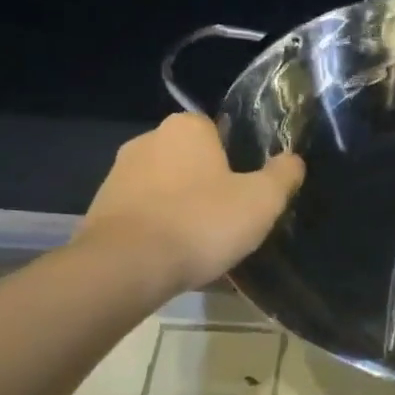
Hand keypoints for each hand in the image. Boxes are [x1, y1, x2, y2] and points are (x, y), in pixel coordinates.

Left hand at [76, 114, 303, 294]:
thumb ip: (283, 175)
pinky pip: (144, 213)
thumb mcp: (262, 200)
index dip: (238, 157)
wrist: (125, 267)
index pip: (219, 130)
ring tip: (204, 242)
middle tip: (232, 216)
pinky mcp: (100, 209)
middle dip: (209, 182)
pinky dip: (160, 227)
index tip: (249, 188)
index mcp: (186, 128)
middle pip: (192, 158)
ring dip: (183, 206)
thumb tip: (294, 160)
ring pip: (166, 187)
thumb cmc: (201, 222)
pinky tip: (174, 255)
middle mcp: (147, 140)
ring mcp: (118, 175)